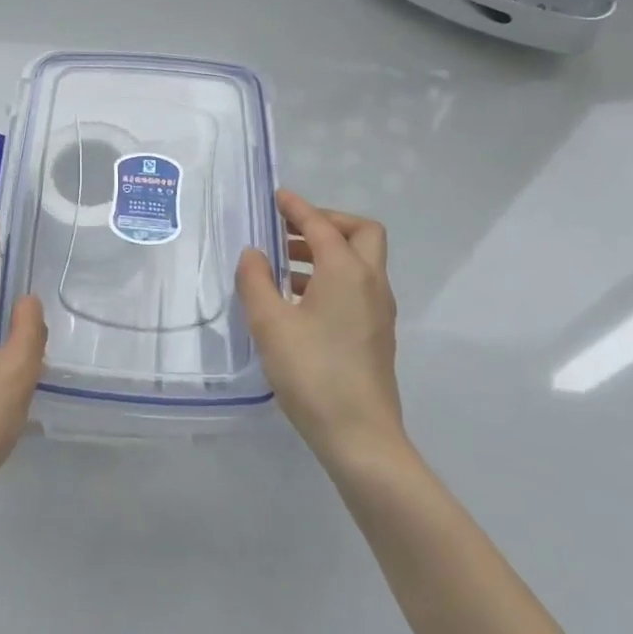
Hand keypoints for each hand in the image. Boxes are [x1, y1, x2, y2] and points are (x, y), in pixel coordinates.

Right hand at [237, 190, 405, 470]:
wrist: (360, 436)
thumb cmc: (312, 373)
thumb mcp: (270, 324)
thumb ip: (256, 281)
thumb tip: (253, 254)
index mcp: (347, 271)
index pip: (321, 225)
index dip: (297, 207)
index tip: (276, 197)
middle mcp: (370, 282)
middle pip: (360, 233)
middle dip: (326, 223)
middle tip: (290, 231)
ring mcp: (379, 309)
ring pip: (360, 261)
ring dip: (326, 252)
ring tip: (283, 266)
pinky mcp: (377, 333)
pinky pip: (357, 286)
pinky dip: (331, 277)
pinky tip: (298, 301)